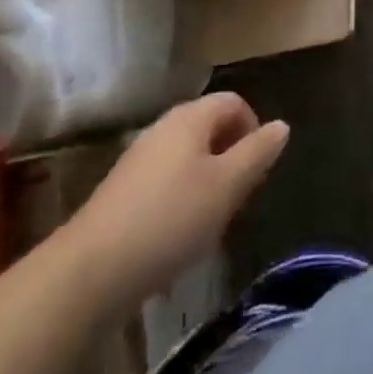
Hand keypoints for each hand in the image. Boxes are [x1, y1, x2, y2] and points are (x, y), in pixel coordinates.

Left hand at [66, 92, 288, 299]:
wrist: (90, 271)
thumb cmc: (170, 219)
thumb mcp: (226, 186)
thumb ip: (257, 153)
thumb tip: (282, 125)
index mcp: (191, 117)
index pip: (234, 102)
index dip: (253, 129)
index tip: (257, 171)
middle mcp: (164, 127)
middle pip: (210, 128)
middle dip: (231, 158)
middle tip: (237, 199)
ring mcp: (139, 158)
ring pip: (188, 157)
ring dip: (207, 182)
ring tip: (211, 222)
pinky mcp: (121, 191)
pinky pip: (165, 182)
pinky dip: (180, 200)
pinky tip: (177, 238)